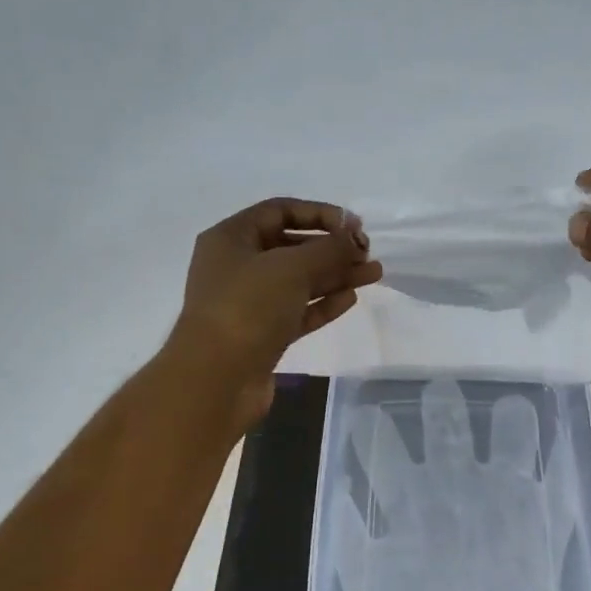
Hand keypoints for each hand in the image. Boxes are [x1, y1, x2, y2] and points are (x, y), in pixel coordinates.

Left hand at [169, 198, 382, 426]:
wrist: (216, 379)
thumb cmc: (247, 308)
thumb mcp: (292, 267)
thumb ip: (329, 248)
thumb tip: (355, 238)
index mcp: (232, 238)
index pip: (280, 211)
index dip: (319, 213)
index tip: (354, 226)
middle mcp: (238, 266)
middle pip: (292, 246)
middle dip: (332, 248)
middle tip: (367, 254)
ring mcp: (250, 303)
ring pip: (299, 281)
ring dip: (336, 275)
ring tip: (374, 274)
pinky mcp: (263, 334)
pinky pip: (298, 311)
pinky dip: (324, 303)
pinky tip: (351, 298)